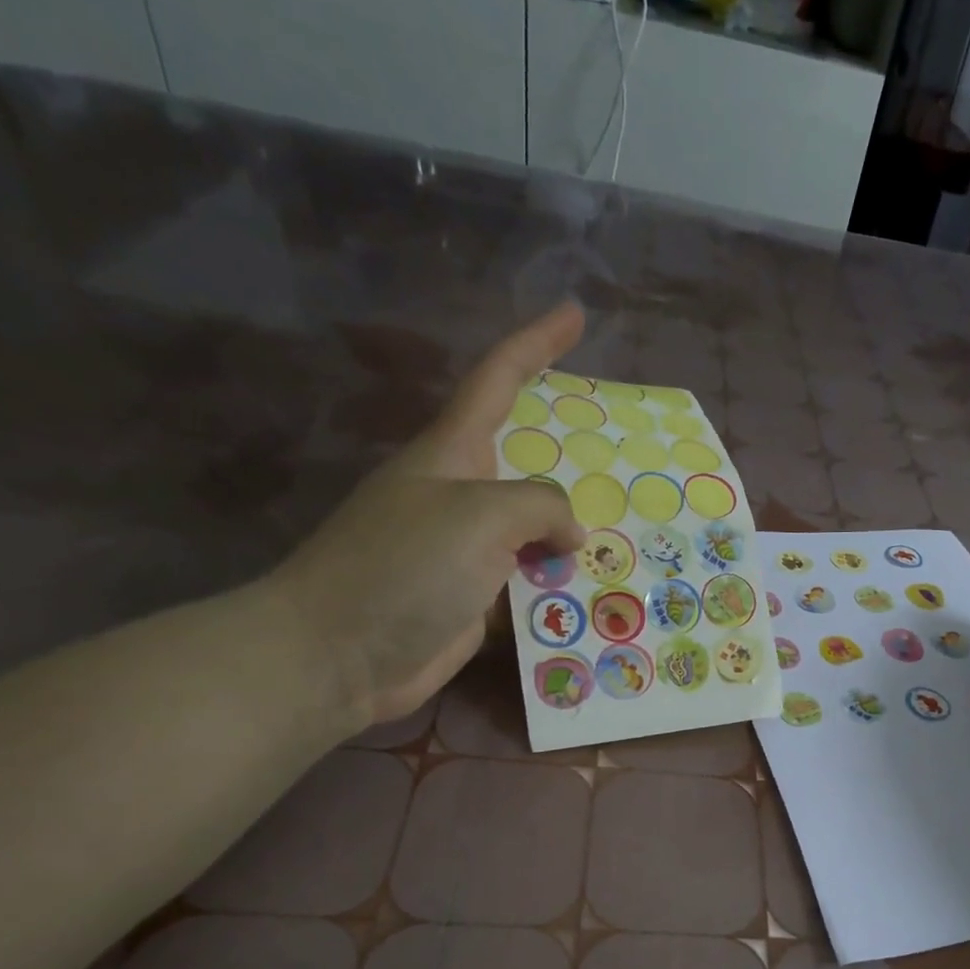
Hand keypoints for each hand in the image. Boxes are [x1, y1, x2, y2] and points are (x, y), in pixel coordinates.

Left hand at [265, 304, 586, 724]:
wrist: (338, 655)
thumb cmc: (403, 567)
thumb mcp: (478, 516)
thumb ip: (539, 506)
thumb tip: (569, 533)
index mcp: (452, 455)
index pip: (498, 380)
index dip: (536, 343)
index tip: (575, 313)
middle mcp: (461, 496)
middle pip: (527, 462)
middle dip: (573, 455)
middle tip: (626, 456)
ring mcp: (467, 552)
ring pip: (536, 531)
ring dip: (577, 536)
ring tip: (632, 535)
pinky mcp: (475, 602)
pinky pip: (531, 585)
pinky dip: (562, 588)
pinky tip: (600, 595)